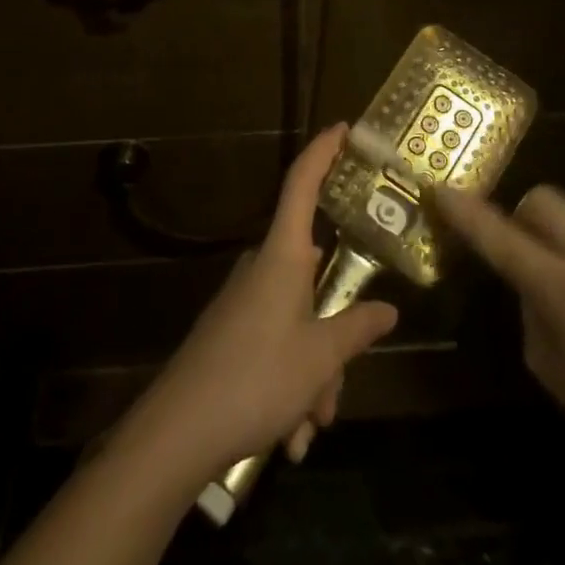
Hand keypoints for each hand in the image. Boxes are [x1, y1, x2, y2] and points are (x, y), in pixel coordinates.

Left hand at [128, 124, 398, 480]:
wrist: (176, 433)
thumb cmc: (256, 378)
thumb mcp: (321, 358)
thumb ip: (357, 329)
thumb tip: (388, 310)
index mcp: (283, 256)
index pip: (303, 184)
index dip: (323, 151)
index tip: (343, 127)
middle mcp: (262, 269)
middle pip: (314, 277)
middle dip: (334, 333)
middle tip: (338, 385)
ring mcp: (243, 302)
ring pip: (298, 323)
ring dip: (312, 375)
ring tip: (309, 428)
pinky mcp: (229, 334)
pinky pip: (275, 348)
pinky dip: (289, 387)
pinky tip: (288, 437)